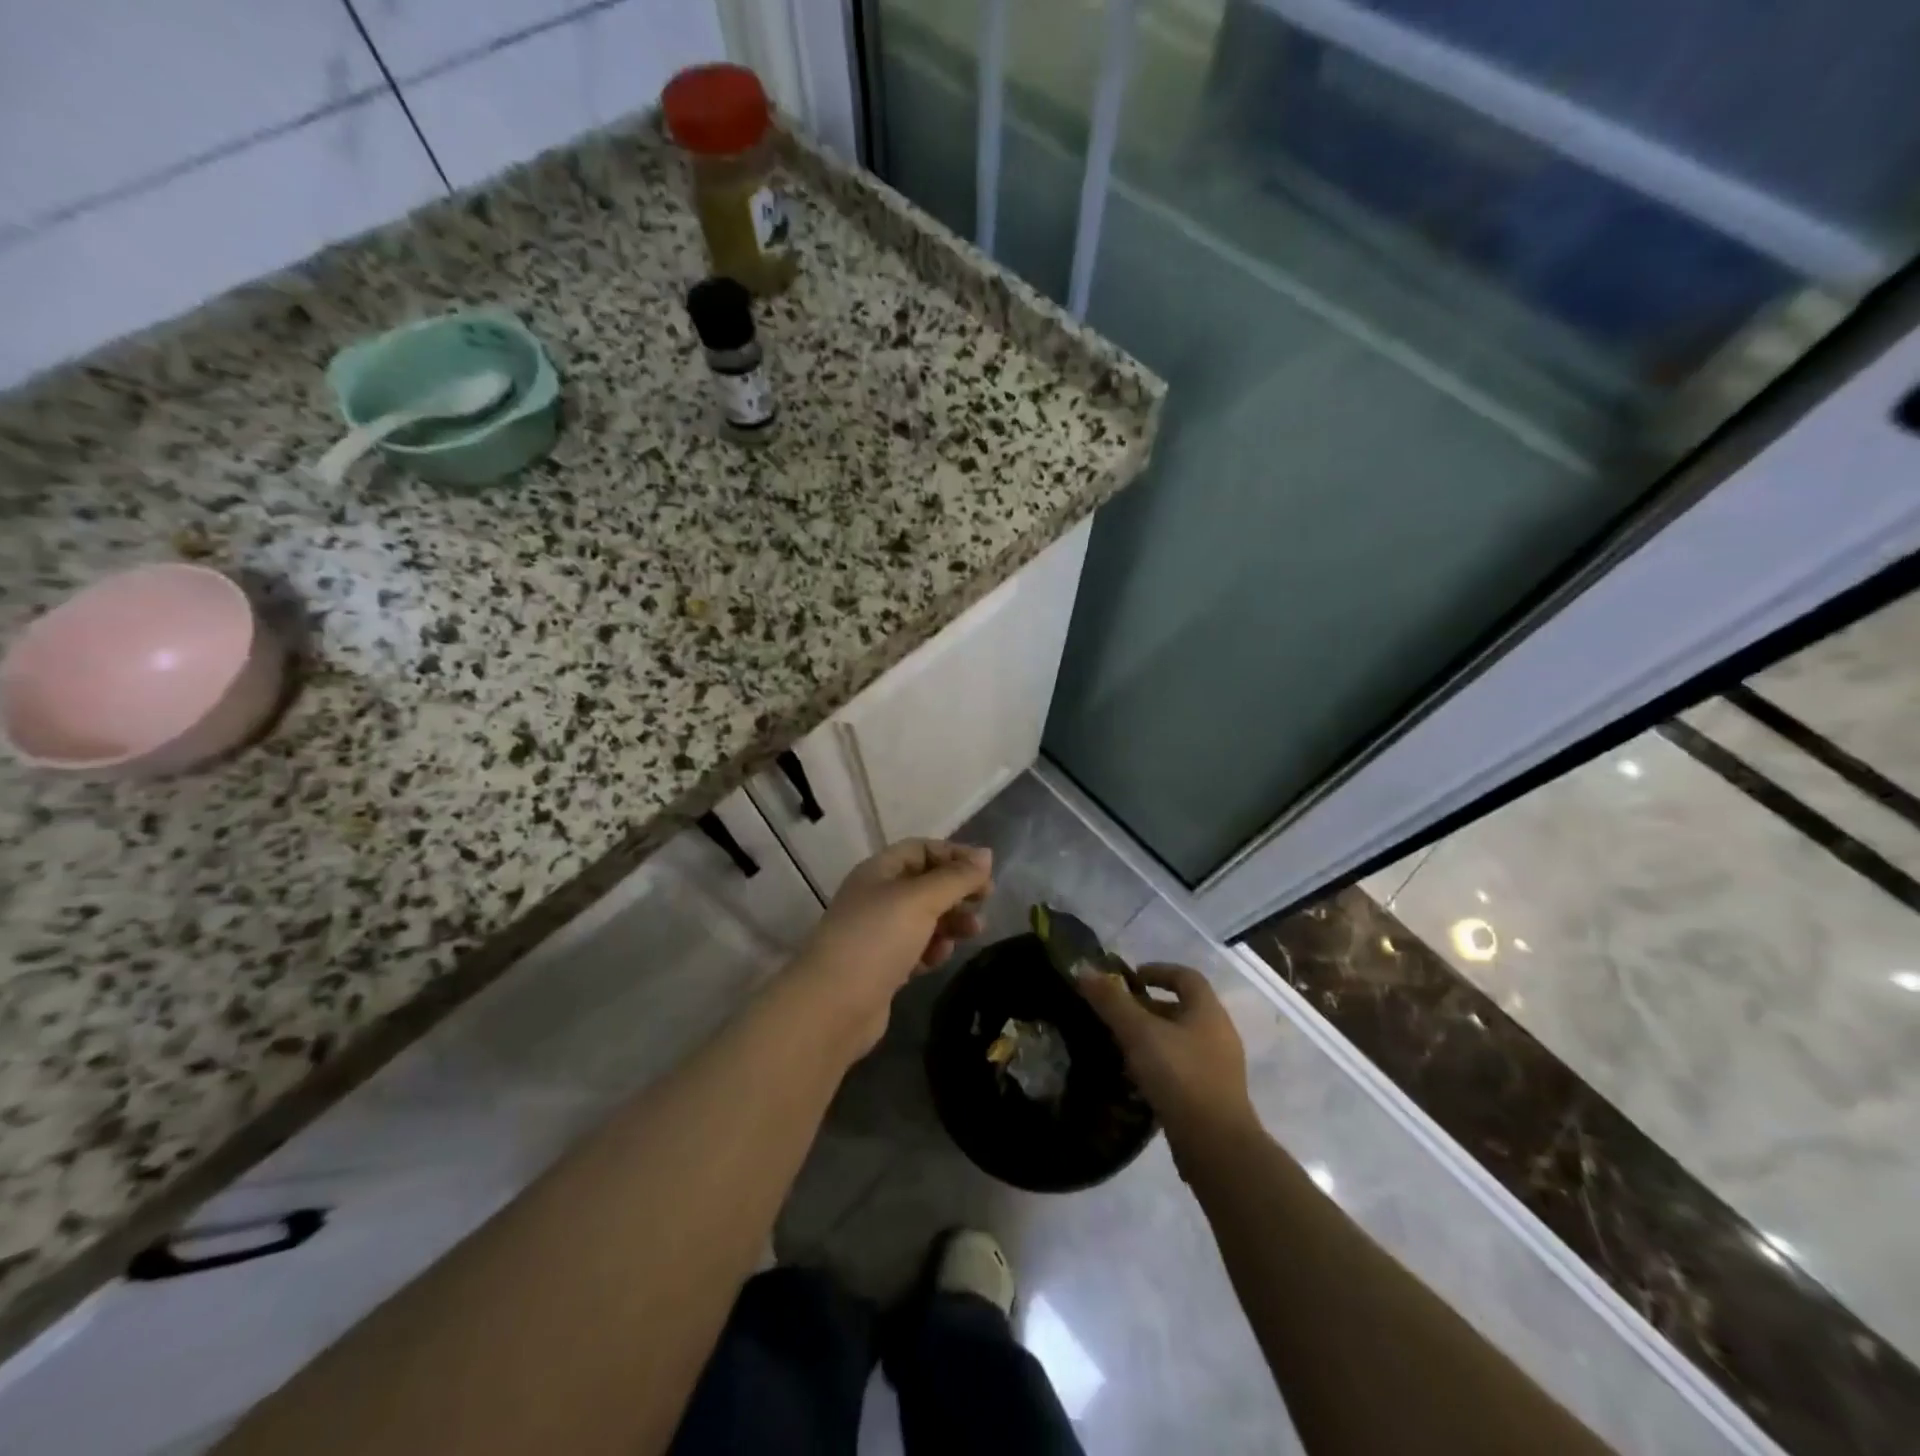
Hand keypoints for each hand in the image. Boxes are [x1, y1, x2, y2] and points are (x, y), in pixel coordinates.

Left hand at [791, 839, 991, 1052]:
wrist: (833, 1007)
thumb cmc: (877, 940)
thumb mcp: (920, 900)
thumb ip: (956, 877)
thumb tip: (986, 855)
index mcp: (879, 871)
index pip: (921, 849)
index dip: (954, 855)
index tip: (986, 872)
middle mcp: (877, 897)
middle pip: (926, 883)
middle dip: (957, 890)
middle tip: (985, 902)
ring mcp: (878, 933)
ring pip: (924, 918)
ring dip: (951, 921)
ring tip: (974, 931)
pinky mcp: (883, 967)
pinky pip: (917, 948)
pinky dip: (932, 949)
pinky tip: (939, 958)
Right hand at [1079, 964, 1257, 1156]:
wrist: (1217, 1147)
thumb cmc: (1180, 1077)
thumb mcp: (1139, 1033)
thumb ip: (1111, 1001)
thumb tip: (1084, 969)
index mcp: (1208, 1011)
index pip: (1186, 976)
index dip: (1158, 970)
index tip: (1129, 977)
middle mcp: (1219, 1034)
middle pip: (1182, 1008)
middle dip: (1148, 1007)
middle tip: (1116, 1013)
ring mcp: (1219, 1068)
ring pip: (1180, 1040)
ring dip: (1152, 1038)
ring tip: (1120, 1045)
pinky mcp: (1212, 1097)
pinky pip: (1182, 1068)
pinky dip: (1159, 1065)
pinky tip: (1136, 1078)